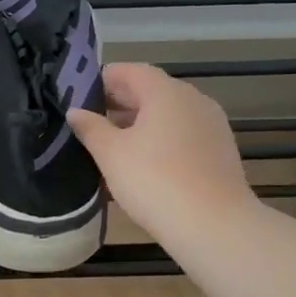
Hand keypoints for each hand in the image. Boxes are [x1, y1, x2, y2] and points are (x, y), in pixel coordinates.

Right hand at [67, 63, 253, 245]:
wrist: (213, 225)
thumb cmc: (154, 181)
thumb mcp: (111, 154)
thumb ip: (91, 128)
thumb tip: (75, 111)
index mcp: (166, 92)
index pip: (131, 71)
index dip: (104, 78)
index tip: (80, 92)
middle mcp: (193, 100)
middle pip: (151, 91)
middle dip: (120, 102)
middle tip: (90, 118)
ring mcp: (211, 125)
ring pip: (168, 114)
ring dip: (139, 122)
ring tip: (112, 143)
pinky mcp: (219, 151)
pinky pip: (182, 134)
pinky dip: (160, 139)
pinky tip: (142, 162)